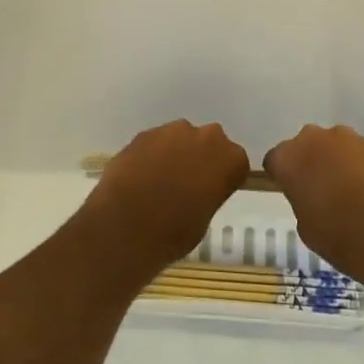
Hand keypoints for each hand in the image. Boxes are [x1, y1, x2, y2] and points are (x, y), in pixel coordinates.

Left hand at [80, 120, 248, 279]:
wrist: (128, 225)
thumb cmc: (175, 232)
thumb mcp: (204, 218)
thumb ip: (207, 194)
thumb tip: (194, 191)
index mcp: (230, 159)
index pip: (235, 163)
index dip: (222, 177)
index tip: (211, 192)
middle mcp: (206, 136)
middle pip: (208, 143)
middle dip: (199, 158)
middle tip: (186, 185)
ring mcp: (173, 131)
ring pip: (179, 139)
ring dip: (174, 154)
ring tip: (158, 182)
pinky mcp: (144, 133)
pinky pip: (154, 143)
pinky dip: (150, 156)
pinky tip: (139, 178)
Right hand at [262, 125, 363, 289]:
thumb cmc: (341, 238)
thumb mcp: (305, 226)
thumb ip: (301, 199)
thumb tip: (312, 192)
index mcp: (290, 158)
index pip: (275, 160)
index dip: (282, 176)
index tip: (291, 193)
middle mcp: (316, 139)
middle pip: (304, 146)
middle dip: (308, 163)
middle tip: (317, 192)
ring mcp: (349, 139)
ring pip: (333, 146)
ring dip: (334, 162)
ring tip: (347, 192)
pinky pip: (357, 153)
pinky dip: (358, 166)